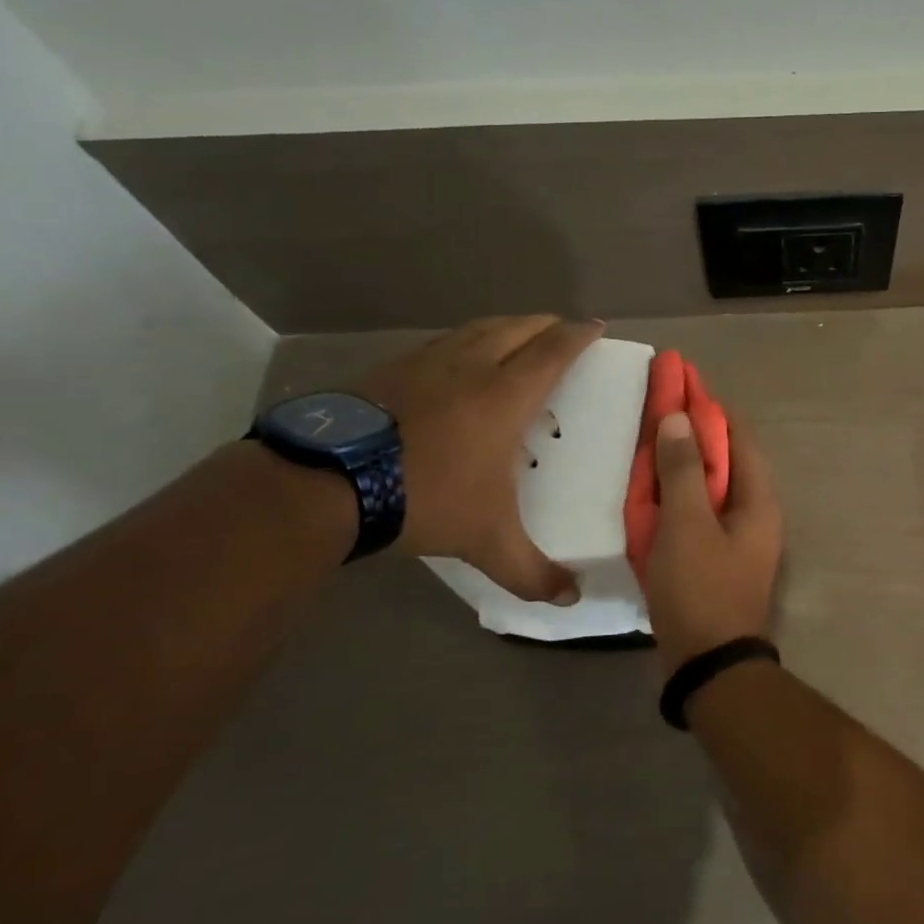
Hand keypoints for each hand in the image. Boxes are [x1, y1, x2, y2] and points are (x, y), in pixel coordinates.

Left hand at [354, 316, 603, 600]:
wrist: (328, 483)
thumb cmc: (426, 499)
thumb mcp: (486, 541)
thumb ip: (532, 571)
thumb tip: (572, 598)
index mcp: (506, 396)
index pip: (554, 351)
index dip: (579, 335)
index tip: (596, 326)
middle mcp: (472, 367)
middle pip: (519, 328)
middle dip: (547, 325)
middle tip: (563, 331)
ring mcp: (428, 362)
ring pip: (479, 329)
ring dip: (507, 328)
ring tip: (518, 338)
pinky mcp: (392, 368)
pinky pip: (443, 342)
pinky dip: (466, 342)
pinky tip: (458, 362)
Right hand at [647, 410, 782, 669]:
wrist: (709, 665)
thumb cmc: (700, 589)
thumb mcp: (686, 524)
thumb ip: (682, 469)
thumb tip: (679, 418)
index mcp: (757, 497)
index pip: (737, 434)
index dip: (708, 405)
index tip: (679, 380)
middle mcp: (754, 510)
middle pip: (724, 456)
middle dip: (692, 429)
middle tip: (657, 406)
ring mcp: (737, 536)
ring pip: (709, 484)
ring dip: (682, 460)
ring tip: (651, 439)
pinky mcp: (718, 556)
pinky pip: (698, 511)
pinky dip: (678, 493)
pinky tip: (653, 488)